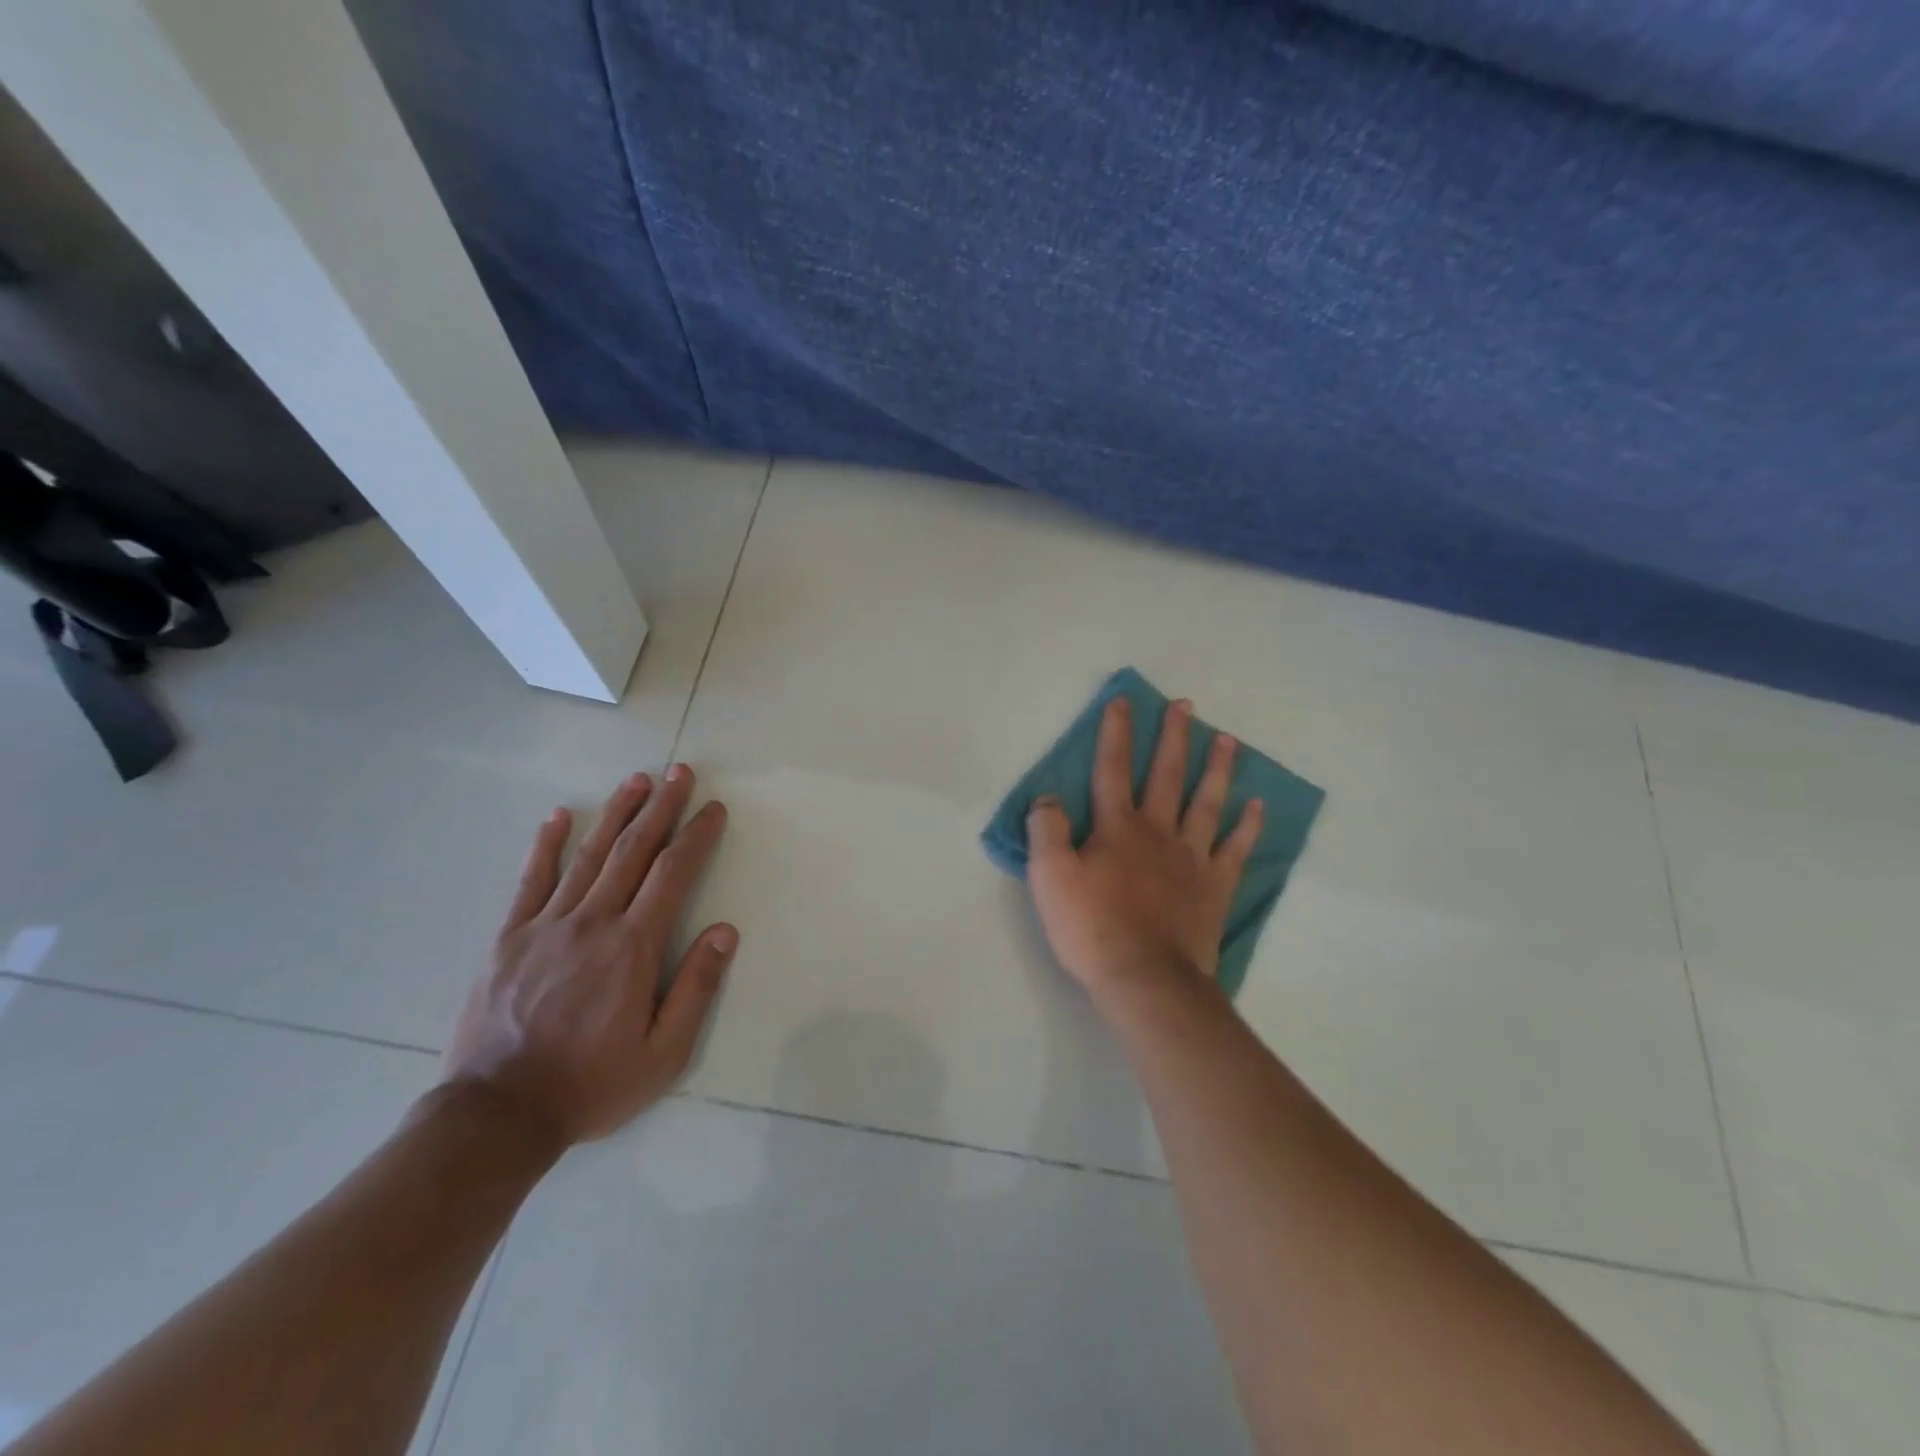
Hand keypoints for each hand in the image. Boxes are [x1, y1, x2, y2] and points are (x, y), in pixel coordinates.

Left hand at [443, 765, 736, 1144]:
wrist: (496, 1115)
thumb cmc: (591, 1084)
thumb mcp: (662, 1053)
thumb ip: (697, 988)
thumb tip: (725, 931)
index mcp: (633, 947)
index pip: (672, 874)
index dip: (696, 836)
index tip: (713, 808)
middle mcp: (592, 922)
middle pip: (634, 851)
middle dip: (661, 808)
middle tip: (680, 772)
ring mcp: (546, 925)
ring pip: (588, 856)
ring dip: (616, 813)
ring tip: (637, 780)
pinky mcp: (509, 938)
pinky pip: (531, 881)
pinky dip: (547, 845)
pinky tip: (560, 816)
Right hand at [1027, 697, 1261, 1004]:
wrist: (1146, 979)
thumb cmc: (1092, 928)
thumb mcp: (1049, 877)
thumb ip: (1046, 831)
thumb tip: (1048, 797)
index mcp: (1117, 827)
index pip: (1112, 768)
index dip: (1115, 733)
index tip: (1123, 701)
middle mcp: (1158, 831)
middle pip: (1166, 774)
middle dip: (1173, 737)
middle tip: (1186, 706)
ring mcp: (1192, 858)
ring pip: (1207, 803)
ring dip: (1217, 769)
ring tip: (1228, 740)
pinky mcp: (1215, 887)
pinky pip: (1235, 849)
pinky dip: (1248, 826)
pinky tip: (1258, 806)